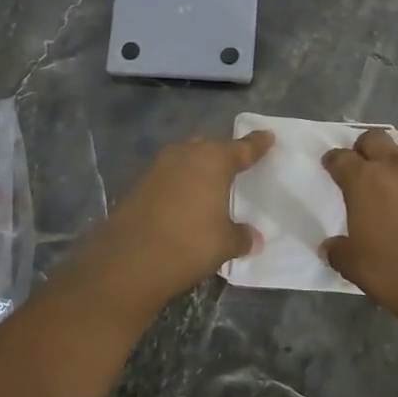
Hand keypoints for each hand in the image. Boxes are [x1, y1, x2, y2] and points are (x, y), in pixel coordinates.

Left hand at [62, 130, 273, 318]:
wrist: (129, 260)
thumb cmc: (189, 244)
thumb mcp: (225, 243)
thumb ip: (242, 236)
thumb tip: (254, 238)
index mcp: (213, 161)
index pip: (242, 148)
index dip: (256, 144)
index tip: (267, 136)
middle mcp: (185, 155)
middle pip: (209, 148)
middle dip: (222, 154)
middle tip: (235, 165)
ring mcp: (158, 168)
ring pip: (185, 159)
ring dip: (197, 169)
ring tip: (209, 185)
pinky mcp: (138, 185)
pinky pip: (168, 177)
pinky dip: (179, 185)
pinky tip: (183, 203)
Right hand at [321, 129, 397, 332]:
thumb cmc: (394, 275)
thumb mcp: (354, 266)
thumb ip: (338, 250)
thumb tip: (330, 247)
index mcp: (363, 181)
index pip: (340, 158)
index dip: (334, 162)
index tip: (334, 169)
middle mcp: (397, 165)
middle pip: (376, 138)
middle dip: (367, 150)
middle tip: (369, 169)